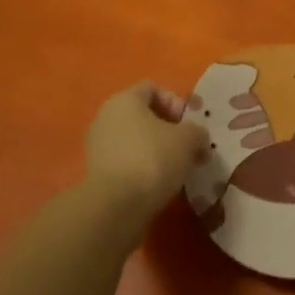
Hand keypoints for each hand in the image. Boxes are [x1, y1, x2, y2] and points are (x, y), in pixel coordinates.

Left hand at [83, 81, 208, 218]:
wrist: (115, 206)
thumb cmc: (152, 158)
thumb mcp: (188, 140)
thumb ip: (197, 132)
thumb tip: (197, 139)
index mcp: (124, 100)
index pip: (153, 88)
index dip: (175, 102)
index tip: (189, 125)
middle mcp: (106, 117)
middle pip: (144, 115)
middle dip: (169, 130)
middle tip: (188, 148)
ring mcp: (98, 146)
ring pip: (136, 140)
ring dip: (158, 151)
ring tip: (176, 170)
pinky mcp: (98, 173)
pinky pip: (127, 162)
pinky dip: (143, 169)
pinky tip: (159, 185)